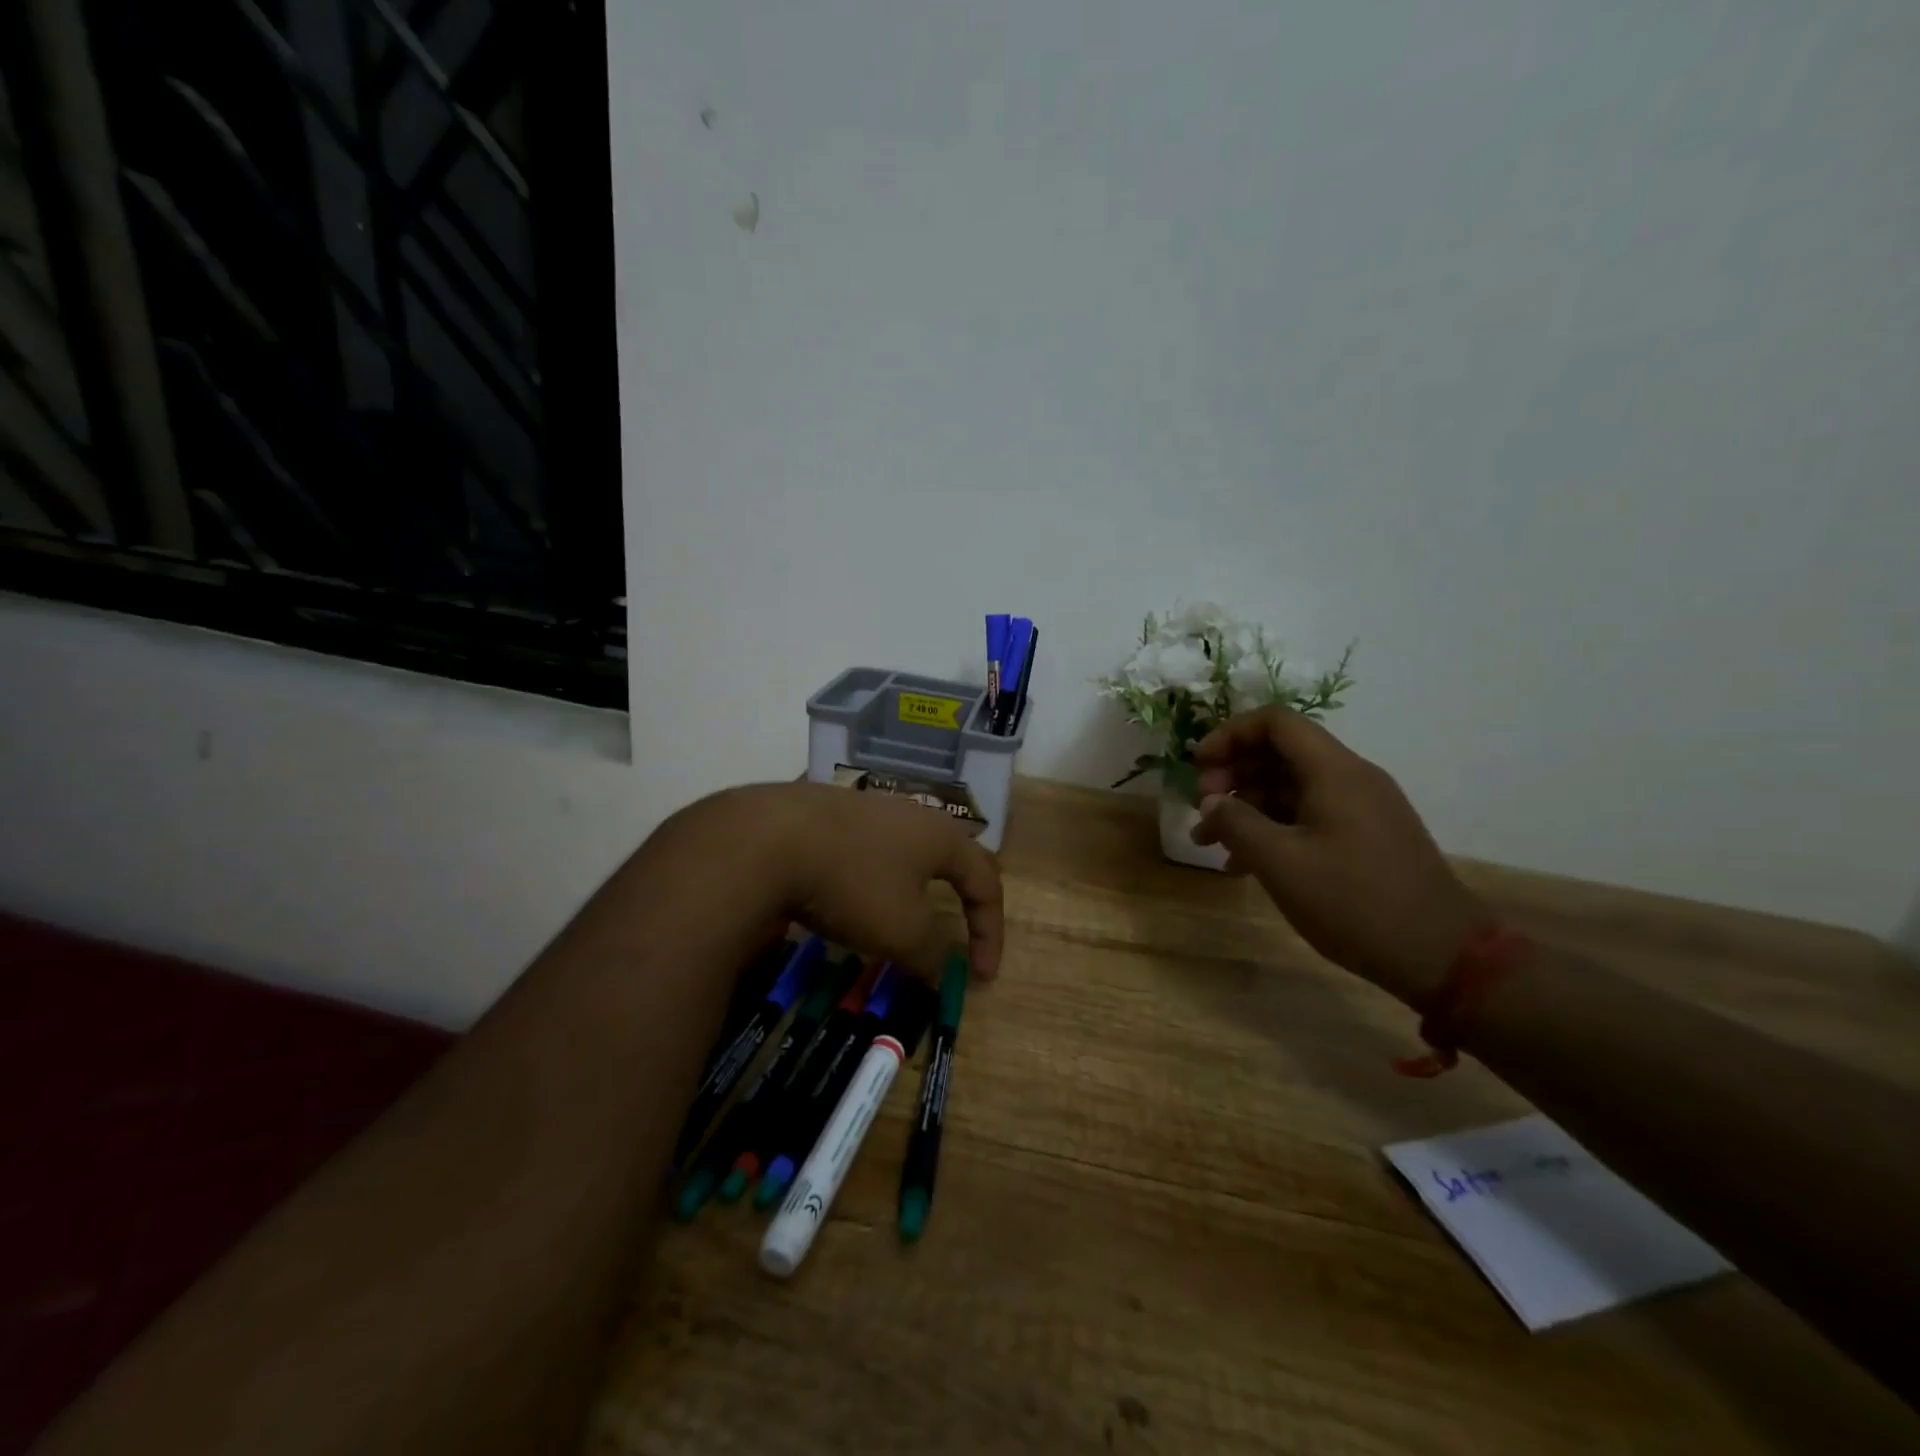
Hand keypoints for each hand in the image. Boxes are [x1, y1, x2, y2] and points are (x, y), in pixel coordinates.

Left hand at [719, 783, 1004, 980]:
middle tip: (965, 929)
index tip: (982, 978)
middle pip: (955, 856)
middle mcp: (913, 814)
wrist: (769, 838)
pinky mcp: (832, 812)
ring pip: (910, 849)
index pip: (987, 883)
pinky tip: (855, 891)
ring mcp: (870, 807)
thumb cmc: (853, 883)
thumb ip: (932, 956)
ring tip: (907, 914)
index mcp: (943, 837)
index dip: (991, 932)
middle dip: (965, 896)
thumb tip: (942, 975)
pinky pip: (872, 847)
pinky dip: (878, 877)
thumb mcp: (902, 932)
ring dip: (918, 887)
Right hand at [1190, 709, 1487, 1006]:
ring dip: (1246, 807)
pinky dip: (1272, 828)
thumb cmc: (1354, 901)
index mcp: (1334, 771)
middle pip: (1280, 753)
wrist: (1441, 955)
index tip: (1198, 765)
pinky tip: (1244, 864)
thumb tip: (1211, 802)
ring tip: (1211, 843)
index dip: (1230, 734)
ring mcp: (1360, 808)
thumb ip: (1237, 823)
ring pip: (1290, 787)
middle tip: (1203, 809)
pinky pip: (1307, 815)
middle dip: (1233, 774)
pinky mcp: (1364, 836)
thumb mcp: (1281, 863)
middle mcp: (1349, 778)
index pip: (1275, 722)